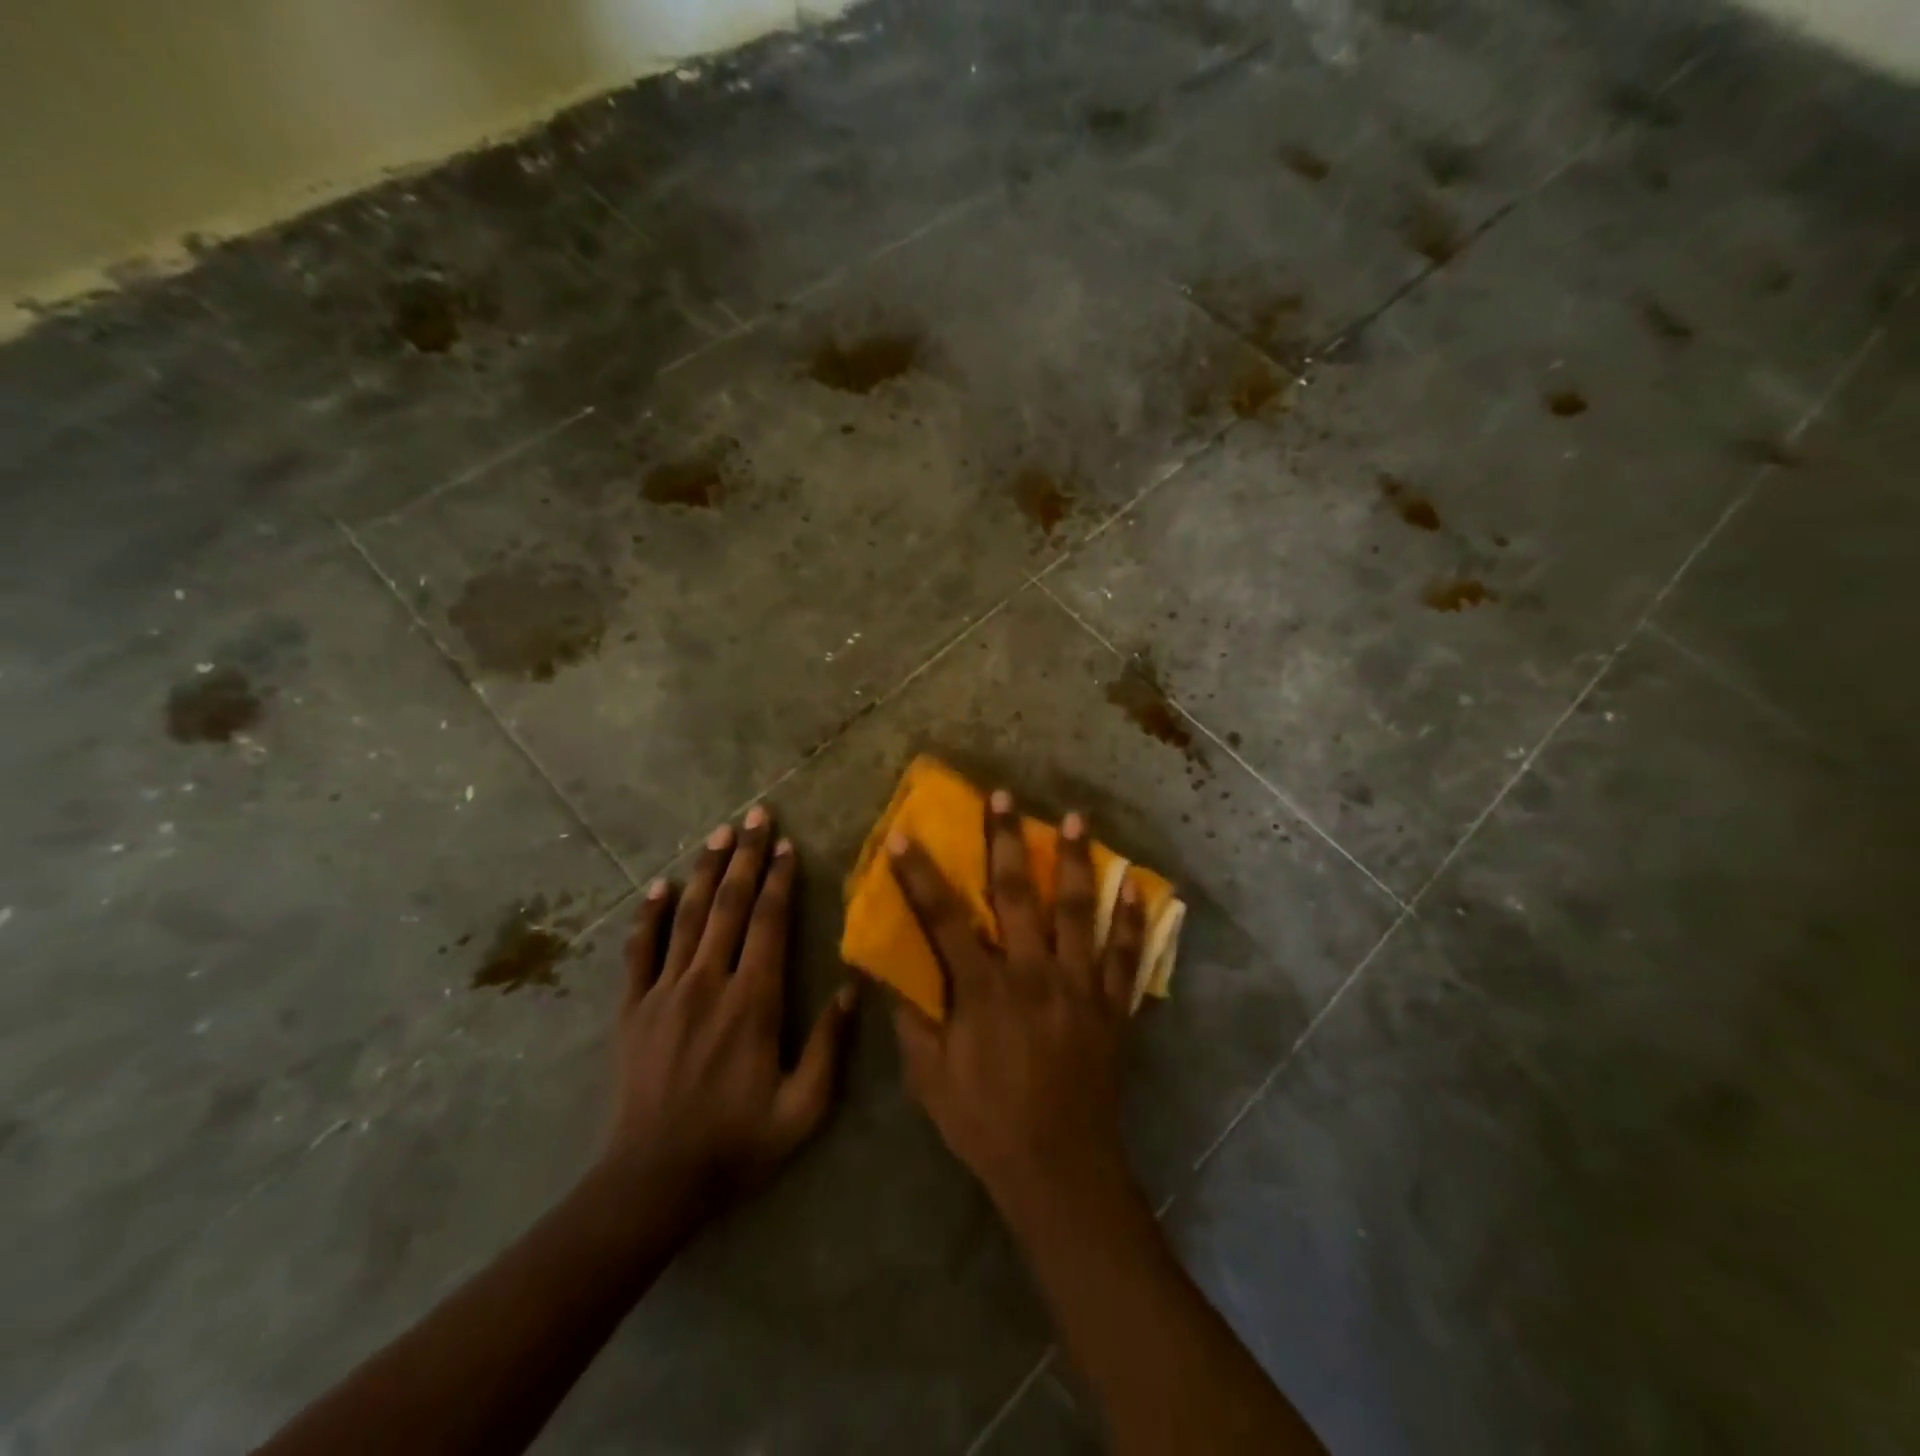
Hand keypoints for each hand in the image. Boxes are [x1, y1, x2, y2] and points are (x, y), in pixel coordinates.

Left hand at [606, 807, 857, 1209]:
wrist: (653, 1183)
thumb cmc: (737, 1143)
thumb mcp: (802, 1108)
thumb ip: (830, 1046)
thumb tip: (853, 987)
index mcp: (752, 1001)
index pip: (767, 923)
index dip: (779, 879)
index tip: (787, 844)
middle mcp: (707, 982)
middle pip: (728, 905)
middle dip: (745, 856)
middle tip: (756, 814)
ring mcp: (664, 991)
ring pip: (688, 916)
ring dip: (705, 870)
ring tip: (719, 833)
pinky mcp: (633, 1008)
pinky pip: (639, 951)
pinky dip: (649, 915)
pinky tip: (659, 886)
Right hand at [885, 790, 1147, 1217]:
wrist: (1060, 1169)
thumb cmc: (986, 1123)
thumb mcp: (930, 1079)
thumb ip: (912, 1020)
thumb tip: (890, 972)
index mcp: (984, 991)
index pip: (945, 919)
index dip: (922, 875)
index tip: (906, 835)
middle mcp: (1033, 974)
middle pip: (1017, 895)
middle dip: (1006, 841)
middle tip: (1005, 796)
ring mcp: (1080, 986)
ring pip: (1077, 911)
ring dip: (1075, 862)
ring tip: (1076, 819)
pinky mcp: (1113, 1006)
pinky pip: (1126, 954)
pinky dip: (1130, 918)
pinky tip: (1134, 884)